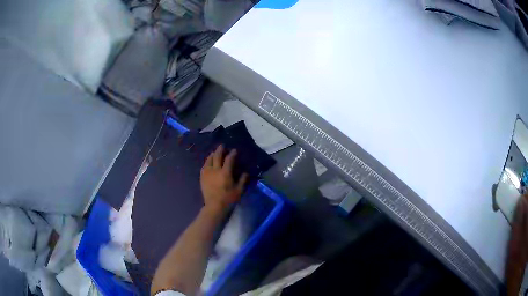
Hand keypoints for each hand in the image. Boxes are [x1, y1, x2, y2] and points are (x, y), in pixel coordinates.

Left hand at [200, 145, 247, 214]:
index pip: (229, 159)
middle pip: (217, 156)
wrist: (214, 207)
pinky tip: (208, 163)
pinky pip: (204, 167)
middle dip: (220, 150)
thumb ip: (242, 180)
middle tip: (222, 145)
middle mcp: (215, 170)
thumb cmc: (228, 199)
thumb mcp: (239, 190)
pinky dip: (207, 162)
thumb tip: (245, 173)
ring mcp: (207, 173)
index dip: (232, 154)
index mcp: (225, 173)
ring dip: (212, 155)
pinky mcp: (202, 177)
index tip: (234, 150)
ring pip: (208, 160)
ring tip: (214, 152)